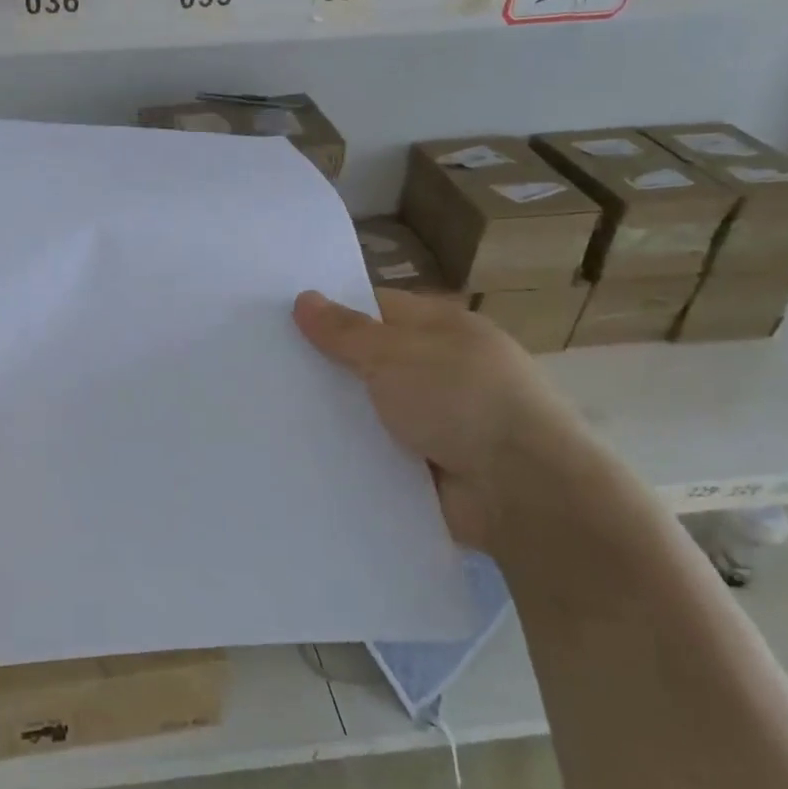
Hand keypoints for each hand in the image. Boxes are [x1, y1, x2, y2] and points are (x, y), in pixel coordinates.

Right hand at [293, 289, 589, 553]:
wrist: (521, 489)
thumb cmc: (460, 400)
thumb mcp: (394, 354)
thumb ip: (345, 331)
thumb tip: (304, 298)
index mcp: (442, 329)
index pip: (377, 307)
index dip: (333, 310)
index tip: (282, 320)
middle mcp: (441, 369)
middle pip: (371, 359)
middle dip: (327, 365)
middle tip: (266, 368)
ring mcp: (438, 419)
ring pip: (372, 408)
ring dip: (337, 413)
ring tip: (272, 412)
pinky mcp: (430, 465)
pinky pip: (379, 450)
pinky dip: (352, 452)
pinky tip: (305, 453)